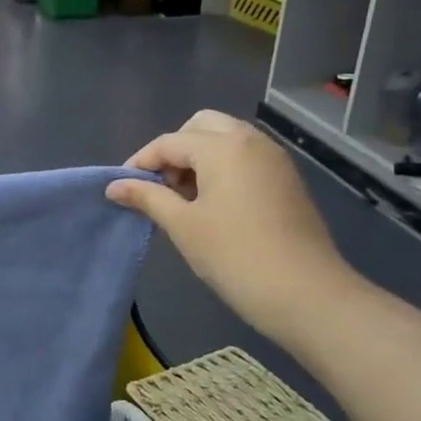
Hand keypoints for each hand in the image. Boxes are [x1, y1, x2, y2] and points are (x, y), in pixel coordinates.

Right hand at [106, 111, 359, 343]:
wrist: (306, 294)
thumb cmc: (234, 255)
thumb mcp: (182, 225)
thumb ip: (147, 197)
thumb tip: (114, 186)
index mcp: (223, 147)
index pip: (169, 142)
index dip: (141, 162)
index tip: (123, 188)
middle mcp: (251, 142)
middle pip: (202, 126)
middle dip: (175, 148)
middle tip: (161, 185)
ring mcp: (274, 160)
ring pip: (227, 139)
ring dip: (199, 157)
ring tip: (183, 197)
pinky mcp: (287, 181)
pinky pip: (245, 157)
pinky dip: (222, 167)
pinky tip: (212, 204)